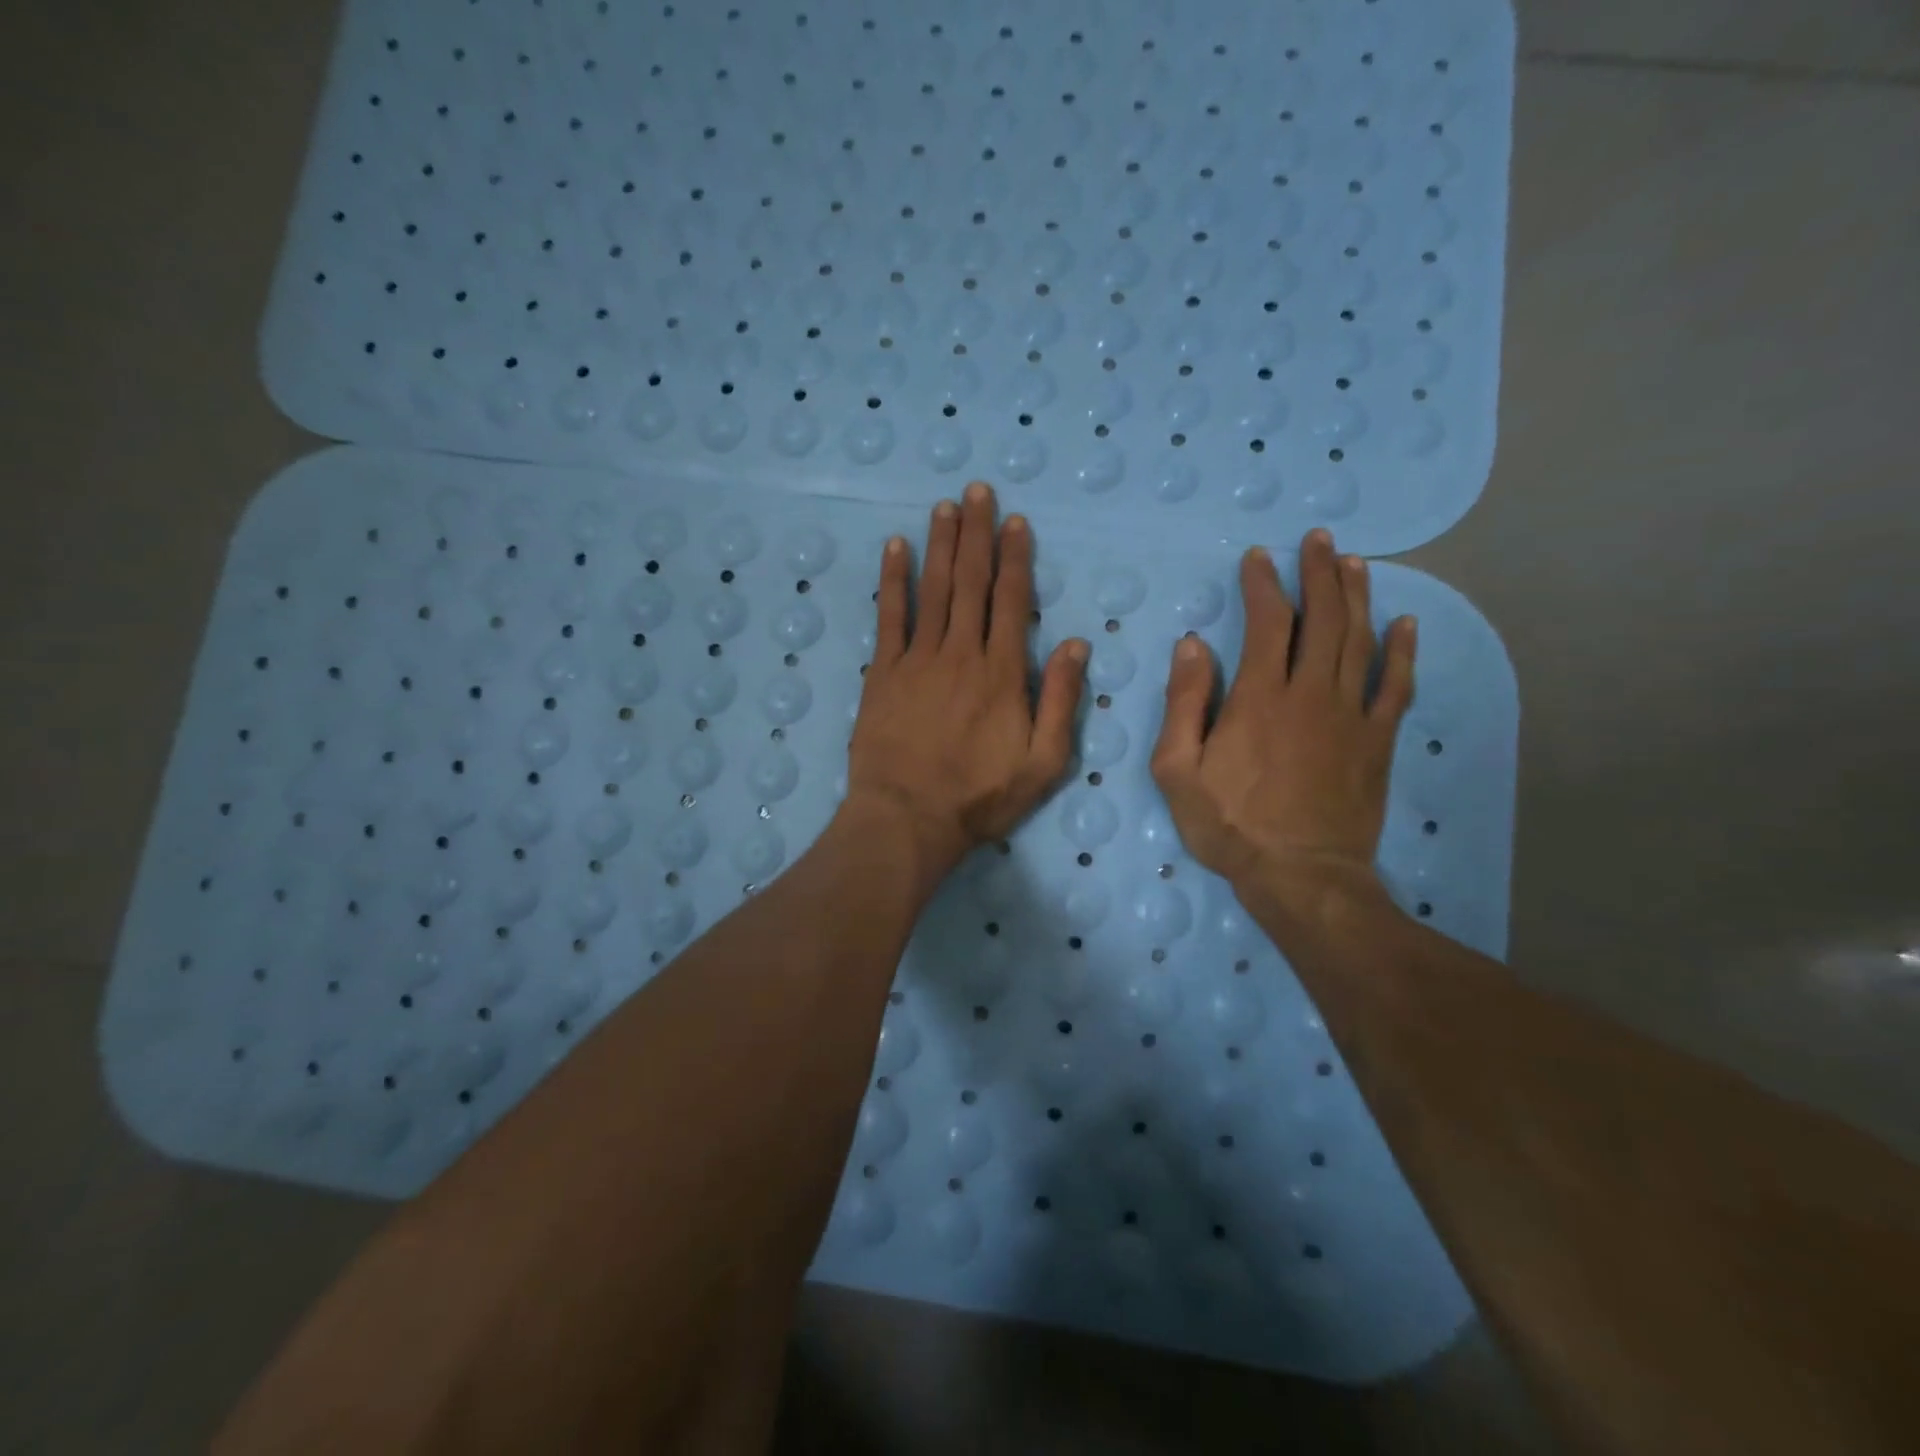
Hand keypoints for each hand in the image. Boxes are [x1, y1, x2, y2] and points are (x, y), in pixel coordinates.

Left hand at [845, 482, 1088, 882]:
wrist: (908, 819)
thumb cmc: (980, 797)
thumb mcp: (1044, 763)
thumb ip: (1060, 700)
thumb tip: (1075, 643)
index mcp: (1002, 673)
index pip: (1010, 600)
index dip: (1014, 557)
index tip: (1015, 521)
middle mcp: (961, 653)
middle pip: (970, 582)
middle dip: (976, 534)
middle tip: (977, 490)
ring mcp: (918, 659)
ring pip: (933, 589)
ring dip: (940, 544)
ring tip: (945, 505)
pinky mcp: (883, 673)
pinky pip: (889, 616)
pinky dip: (893, 580)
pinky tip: (896, 547)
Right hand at [1150, 530, 1416, 911]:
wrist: (1301, 876)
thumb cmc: (1230, 824)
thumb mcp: (1178, 770)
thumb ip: (1184, 704)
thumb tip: (1193, 646)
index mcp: (1260, 697)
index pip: (1268, 623)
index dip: (1263, 584)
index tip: (1258, 557)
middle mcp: (1311, 693)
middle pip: (1323, 618)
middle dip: (1319, 573)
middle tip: (1318, 540)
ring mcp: (1352, 715)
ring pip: (1361, 640)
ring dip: (1357, 597)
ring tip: (1354, 563)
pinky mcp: (1377, 741)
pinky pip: (1396, 686)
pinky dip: (1402, 651)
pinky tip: (1405, 624)